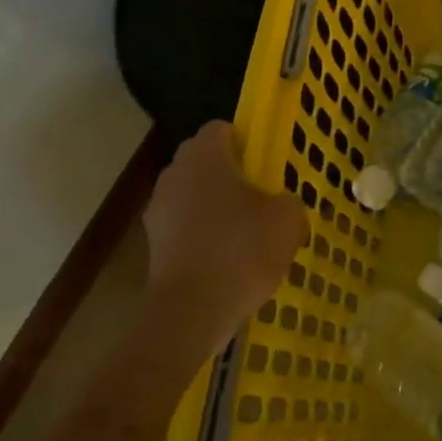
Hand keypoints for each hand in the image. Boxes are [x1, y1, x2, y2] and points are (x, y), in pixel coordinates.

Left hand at [142, 121, 307, 360]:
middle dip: (230, 173)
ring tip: (244, 234)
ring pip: (192, 194)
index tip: (265, 165)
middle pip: (204, 160)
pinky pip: (183, 225)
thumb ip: (289, 200)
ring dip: (214, 205)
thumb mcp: (288, 220)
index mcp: (205, 156)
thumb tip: (281, 204)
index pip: (221, 128)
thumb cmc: (241, 251)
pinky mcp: (152, 243)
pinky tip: (225, 260)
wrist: (190, 312)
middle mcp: (174, 173)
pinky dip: (201, 234)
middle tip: (260, 198)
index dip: (245, 141)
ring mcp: (158, 209)